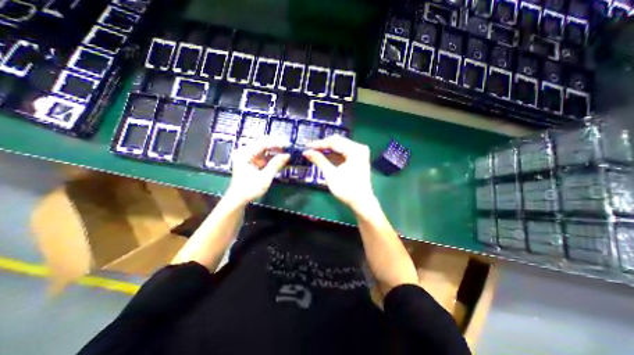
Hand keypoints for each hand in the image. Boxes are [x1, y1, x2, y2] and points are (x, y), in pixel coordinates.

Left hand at [226, 138, 288, 204]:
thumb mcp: (264, 177)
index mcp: (245, 154)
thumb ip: (275, 165)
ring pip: (264, 148)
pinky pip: (263, 154)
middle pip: (262, 142)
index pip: (262, 143)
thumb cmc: (250, 189)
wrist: (238, 199)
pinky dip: (272, 156)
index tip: (288, 146)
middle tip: (288, 148)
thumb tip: (287, 155)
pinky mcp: (252, 161)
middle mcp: (245, 152)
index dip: (276, 143)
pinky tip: (280, 158)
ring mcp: (248, 156)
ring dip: (275, 150)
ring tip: (286, 153)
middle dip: (276, 145)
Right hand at [303, 135, 374, 210]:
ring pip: (340, 146)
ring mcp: (359, 153)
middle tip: (310, 149)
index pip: (334, 142)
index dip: (319, 144)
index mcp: (355, 150)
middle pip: (338, 142)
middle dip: (323, 146)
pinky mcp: (358, 159)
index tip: (307, 146)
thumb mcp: (331, 174)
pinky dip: (334, 154)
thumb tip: (306, 152)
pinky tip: (324, 156)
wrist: (361, 202)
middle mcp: (359, 148)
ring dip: (328, 150)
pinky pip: (343, 152)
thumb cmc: (347, 189)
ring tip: (315, 153)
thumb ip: (319, 160)